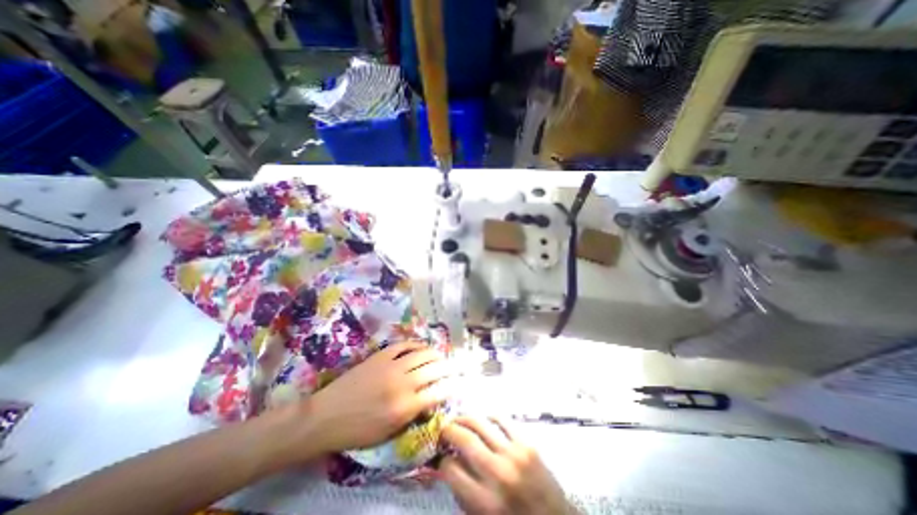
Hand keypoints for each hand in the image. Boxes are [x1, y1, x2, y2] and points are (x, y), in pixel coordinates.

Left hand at [302, 342, 449, 453]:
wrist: (325, 416)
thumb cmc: (356, 431)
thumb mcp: (388, 433)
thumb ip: (412, 415)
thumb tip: (429, 401)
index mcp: (405, 407)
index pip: (438, 392)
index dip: (451, 387)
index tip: (457, 384)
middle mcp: (403, 384)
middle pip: (434, 370)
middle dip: (448, 368)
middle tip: (453, 368)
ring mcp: (392, 366)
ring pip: (423, 354)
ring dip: (435, 354)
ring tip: (440, 357)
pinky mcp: (382, 355)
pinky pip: (405, 345)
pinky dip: (416, 345)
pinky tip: (421, 347)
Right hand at [441, 417, 575, 512]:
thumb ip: (464, 494)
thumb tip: (449, 464)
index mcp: (484, 503)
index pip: (451, 469)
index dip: (442, 460)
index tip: (442, 456)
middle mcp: (498, 474)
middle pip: (464, 439)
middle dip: (449, 430)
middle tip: (444, 430)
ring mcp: (514, 455)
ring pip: (481, 423)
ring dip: (465, 418)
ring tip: (459, 420)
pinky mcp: (527, 443)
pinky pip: (502, 419)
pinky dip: (488, 416)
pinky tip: (483, 420)